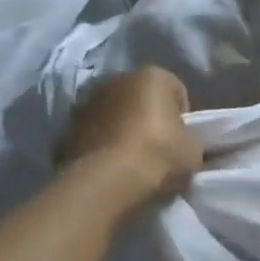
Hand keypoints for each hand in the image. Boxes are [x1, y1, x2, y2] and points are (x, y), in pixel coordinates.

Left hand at [57, 67, 200, 210]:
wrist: (105, 184)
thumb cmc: (158, 156)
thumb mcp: (194, 148)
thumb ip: (190, 136)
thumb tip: (182, 140)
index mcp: (153, 76)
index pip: (176, 92)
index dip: (182, 117)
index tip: (181, 141)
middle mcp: (116, 80)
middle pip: (141, 98)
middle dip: (149, 117)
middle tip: (158, 149)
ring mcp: (86, 103)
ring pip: (114, 114)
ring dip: (121, 129)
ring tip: (131, 161)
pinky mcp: (65, 129)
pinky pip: (93, 134)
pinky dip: (101, 145)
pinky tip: (109, 167)